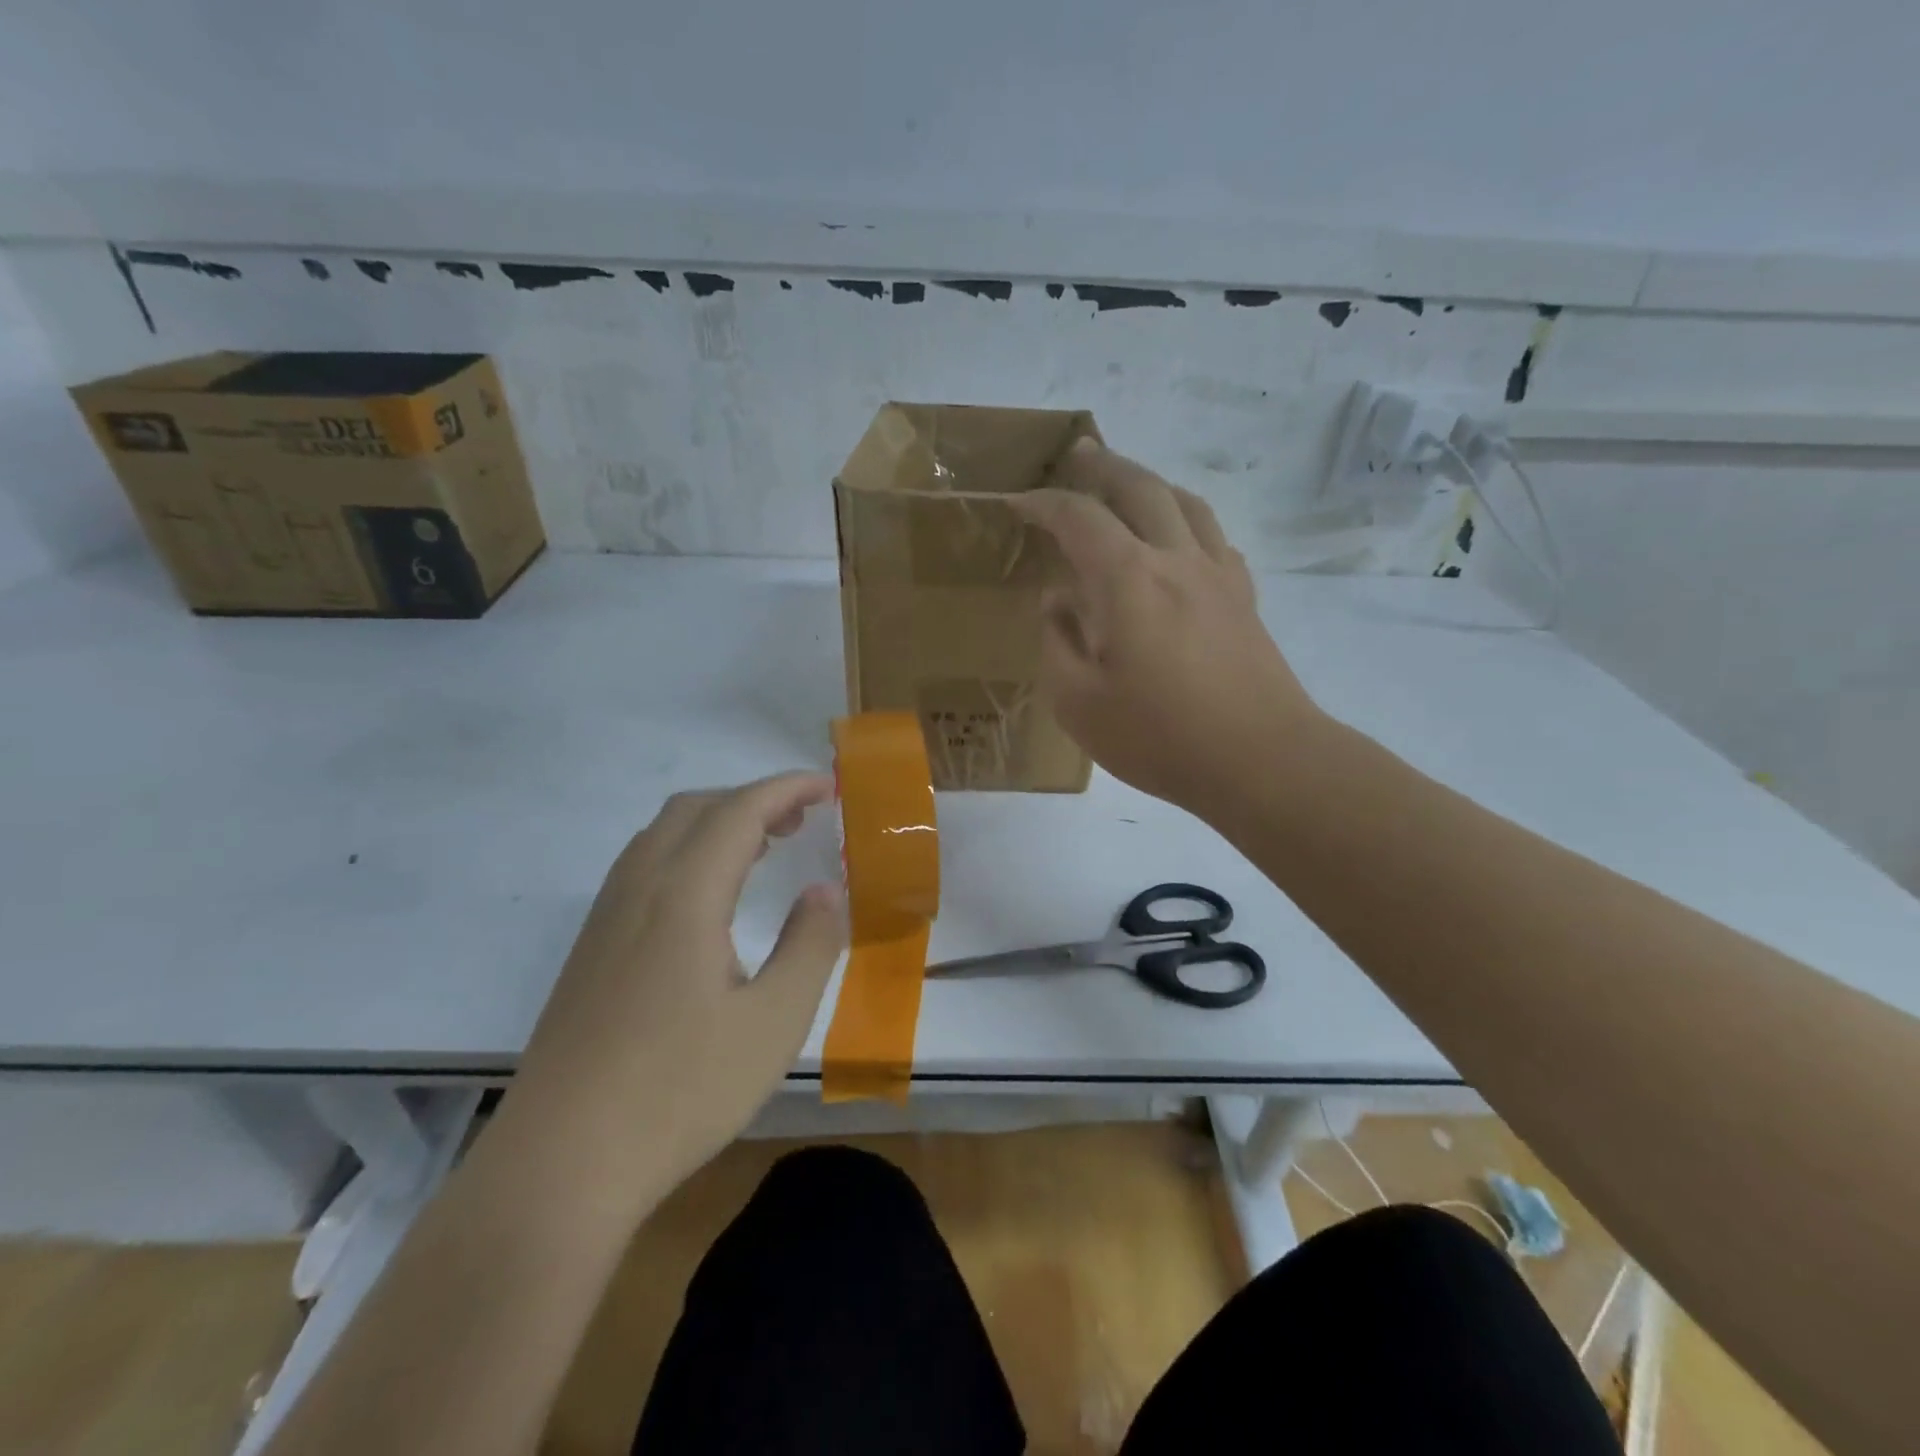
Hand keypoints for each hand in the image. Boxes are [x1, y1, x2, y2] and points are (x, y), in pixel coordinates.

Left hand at [510, 774, 845, 1197]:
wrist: (559, 1165)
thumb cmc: (680, 1091)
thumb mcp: (774, 1022)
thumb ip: (810, 945)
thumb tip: (824, 891)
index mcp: (684, 894)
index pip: (740, 810)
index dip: (788, 788)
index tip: (830, 787)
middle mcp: (638, 889)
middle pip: (696, 808)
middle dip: (754, 799)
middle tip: (803, 821)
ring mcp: (605, 918)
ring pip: (663, 834)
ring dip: (718, 823)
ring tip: (764, 850)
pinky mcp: (590, 949)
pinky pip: (643, 866)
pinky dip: (689, 852)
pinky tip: (709, 901)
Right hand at [1013, 440, 1322, 813]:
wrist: (1261, 760)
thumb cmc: (1159, 736)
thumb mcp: (1079, 702)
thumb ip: (1058, 643)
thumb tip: (1058, 602)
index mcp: (1128, 579)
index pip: (1079, 518)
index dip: (1043, 504)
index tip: (1017, 503)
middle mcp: (1176, 559)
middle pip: (1141, 488)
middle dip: (1104, 466)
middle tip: (1080, 453)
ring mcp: (1218, 575)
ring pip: (1185, 503)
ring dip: (1152, 483)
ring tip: (1131, 485)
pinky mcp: (1244, 599)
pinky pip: (1214, 537)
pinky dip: (1188, 521)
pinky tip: (1181, 541)